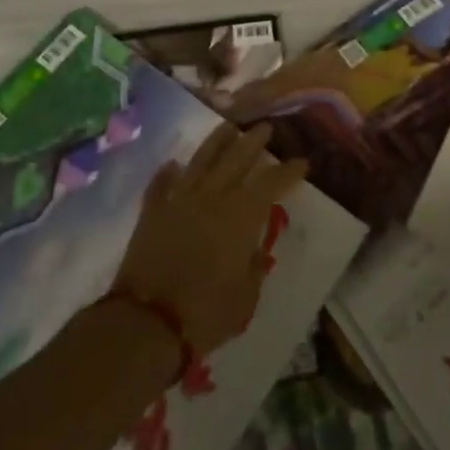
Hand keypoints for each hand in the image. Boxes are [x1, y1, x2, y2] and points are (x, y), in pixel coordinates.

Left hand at [111, 122, 306, 357]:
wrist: (147, 323)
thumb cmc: (206, 313)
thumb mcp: (246, 297)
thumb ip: (254, 266)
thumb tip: (254, 249)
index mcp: (241, 215)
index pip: (272, 182)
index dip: (289, 171)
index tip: (301, 162)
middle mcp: (213, 196)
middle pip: (237, 158)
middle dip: (254, 141)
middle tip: (266, 127)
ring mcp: (180, 200)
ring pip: (202, 159)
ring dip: (217, 141)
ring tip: (228, 126)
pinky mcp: (152, 212)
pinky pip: (161, 185)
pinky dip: (167, 173)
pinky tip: (173, 164)